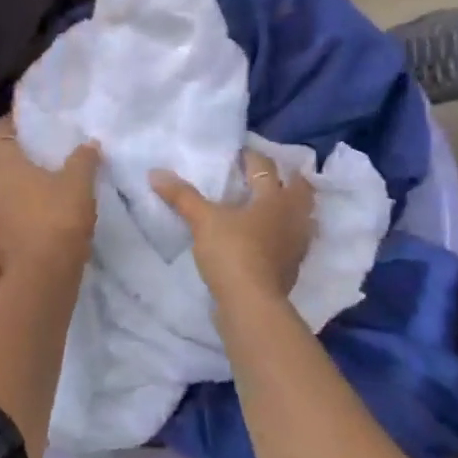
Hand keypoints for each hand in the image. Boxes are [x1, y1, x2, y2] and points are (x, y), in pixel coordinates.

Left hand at [0, 116, 99, 273]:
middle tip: (19, 157)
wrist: (42, 272)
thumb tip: (90, 144)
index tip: (18, 122)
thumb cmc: (58, 218)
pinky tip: (19, 214)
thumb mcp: (79, 184)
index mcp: (5, 163)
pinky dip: (1, 210)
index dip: (6, 125)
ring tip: (19, 187)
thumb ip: (83, 160)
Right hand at [151, 150, 314, 303]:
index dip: (251, 157)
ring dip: (292, 207)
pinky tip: (270, 237)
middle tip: (270, 173)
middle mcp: (292, 217)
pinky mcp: (292, 267)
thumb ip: (182, 196)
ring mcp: (296, 244)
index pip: (265, 167)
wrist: (251, 304)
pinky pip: (294, 241)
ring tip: (274, 204)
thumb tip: (155, 172)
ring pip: (302, 217)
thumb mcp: (202, 220)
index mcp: (273, 198)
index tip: (238, 153)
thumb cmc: (232, 252)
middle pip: (300, 189)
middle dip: (288, 178)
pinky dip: (285, 233)